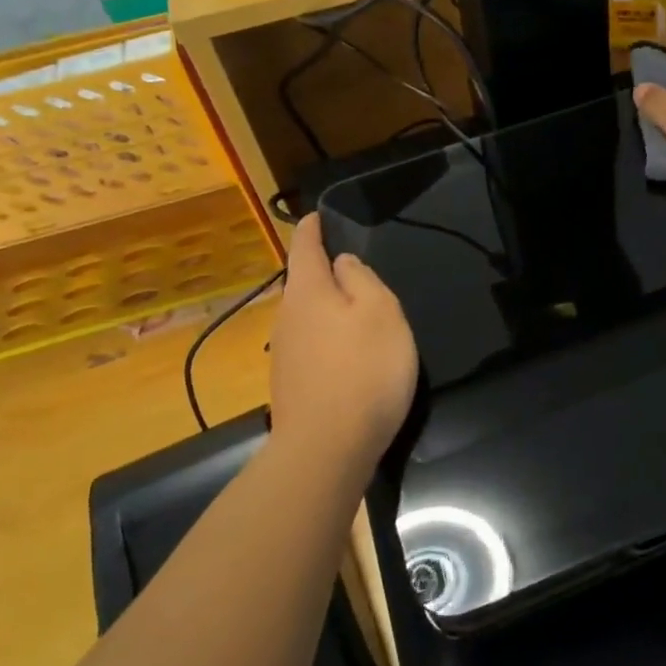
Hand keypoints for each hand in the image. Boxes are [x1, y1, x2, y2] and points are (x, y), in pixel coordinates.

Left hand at [269, 215, 418, 462]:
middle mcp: (287, 318)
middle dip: (322, 271)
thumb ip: (362, 279)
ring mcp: (284, 355)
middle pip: (303, 283)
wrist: (326, 450)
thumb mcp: (380, 312)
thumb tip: (342, 264)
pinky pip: (311, 346)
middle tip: (351, 266)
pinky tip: (348, 354)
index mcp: (307, 291)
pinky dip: (328, 338)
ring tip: (356, 310)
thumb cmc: (363, 370)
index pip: (304, 246)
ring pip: (307, 316)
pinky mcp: (291, 385)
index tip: (316, 215)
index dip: (311, 228)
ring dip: (327, 307)